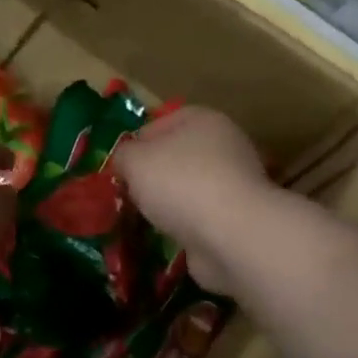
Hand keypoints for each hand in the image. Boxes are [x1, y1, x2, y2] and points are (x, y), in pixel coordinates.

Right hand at [114, 107, 278, 295]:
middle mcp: (224, 145)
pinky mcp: (238, 217)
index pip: (161, 122)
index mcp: (202, 120)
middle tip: (128, 195)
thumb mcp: (135, 160)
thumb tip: (126, 161)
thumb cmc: (180, 183)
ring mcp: (235, 183)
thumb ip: (123, 155)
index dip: (136, 143)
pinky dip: (186, 227)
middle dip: (152, 176)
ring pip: (190, 189)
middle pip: (177, 156)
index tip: (119, 168)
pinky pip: (202, 217)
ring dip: (170, 204)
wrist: (231, 234)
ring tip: (145, 220)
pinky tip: (170, 237)